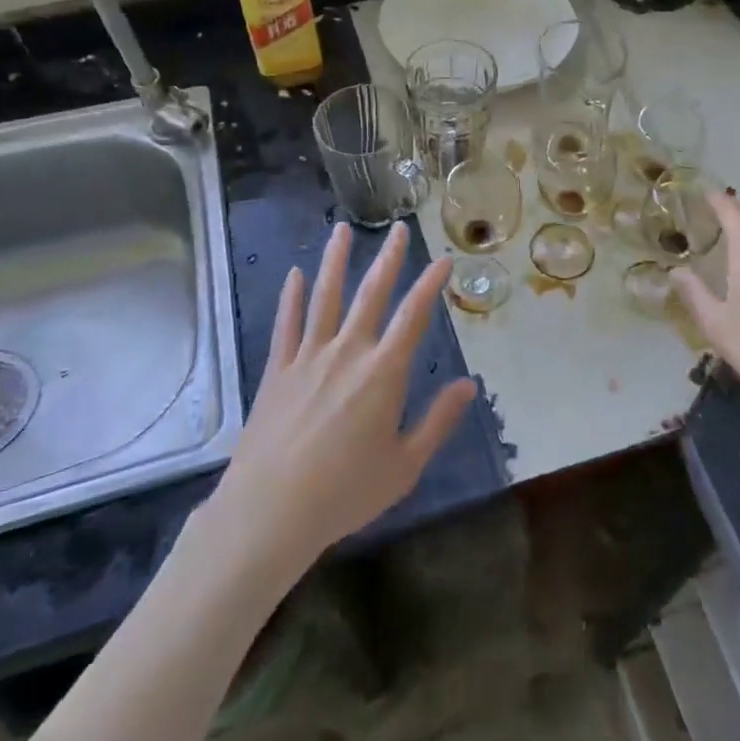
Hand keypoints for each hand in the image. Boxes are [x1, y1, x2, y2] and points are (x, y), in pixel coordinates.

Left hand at [214, 222, 476, 574]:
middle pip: (371, 294)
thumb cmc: (345, 492)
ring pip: (325, 297)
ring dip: (336, 261)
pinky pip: (286, 324)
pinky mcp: (277, 369)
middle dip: (388, 259)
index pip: (413, 316)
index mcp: (383, 372)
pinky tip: (295, 274)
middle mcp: (347, 352)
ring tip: (341, 230)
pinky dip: (292, 297)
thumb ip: (438, 421)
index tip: (443, 259)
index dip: (430, 284)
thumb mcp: (405, 465)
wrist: (270, 511)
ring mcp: (308, 356)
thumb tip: (468, 385)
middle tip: (398, 229)